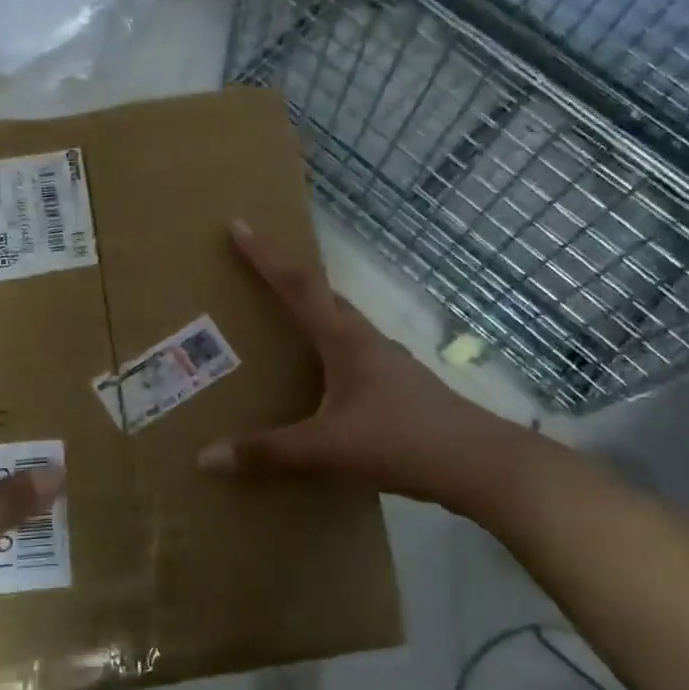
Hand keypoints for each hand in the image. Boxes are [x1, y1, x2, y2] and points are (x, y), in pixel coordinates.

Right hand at [197, 220, 507, 503]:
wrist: (481, 464)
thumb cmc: (401, 441)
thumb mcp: (328, 448)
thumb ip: (268, 452)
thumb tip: (207, 458)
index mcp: (345, 341)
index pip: (297, 286)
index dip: (265, 256)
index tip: (239, 225)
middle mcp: (366, 341)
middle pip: (323, 296)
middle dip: (288, 278)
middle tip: (257, 271)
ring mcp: (389, 363)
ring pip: (342, 325)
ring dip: (312, 314)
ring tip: (283, 326)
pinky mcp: (400, 388)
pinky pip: (353, 355)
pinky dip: (329, 352)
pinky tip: (323, 382)